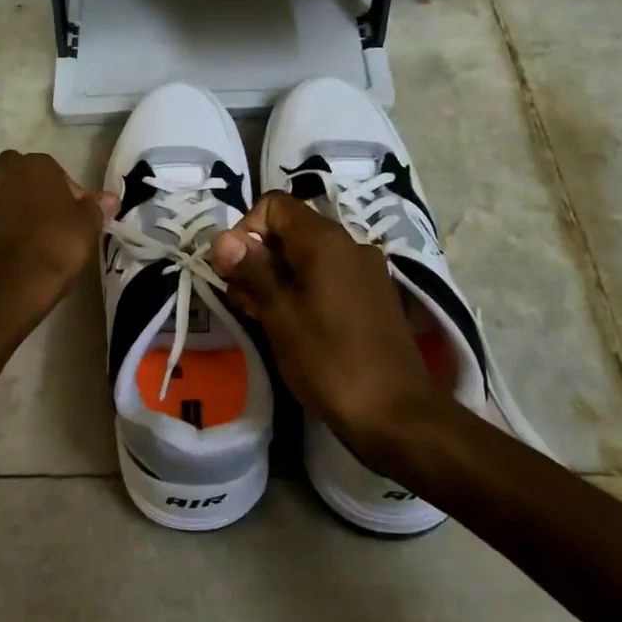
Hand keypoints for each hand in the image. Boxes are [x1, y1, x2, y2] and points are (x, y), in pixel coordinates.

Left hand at [0, 151, 116, 336]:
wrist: (19, 286)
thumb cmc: (60, 249)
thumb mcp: (89, 226)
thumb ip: (95, 206)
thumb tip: (109, 197)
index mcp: (34, 167)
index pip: (49, 168)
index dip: (58, 188)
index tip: (67, 212)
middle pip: (7, 167)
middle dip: (15, 183)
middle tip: (31, 212)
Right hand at [210, 192, 462, 466]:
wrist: (398, 416)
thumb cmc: (330, 362)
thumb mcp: (280, 315)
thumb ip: (252, 270)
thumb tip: (223, 238)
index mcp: (326, 241)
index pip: (275, 205)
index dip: (246, 230)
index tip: (235, 270)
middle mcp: (350, 245)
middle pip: (291, 230)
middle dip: (258, 256)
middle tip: (241, 298)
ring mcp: (365, 271)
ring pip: (308, 256)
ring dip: (277, 277)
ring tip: (260, 315)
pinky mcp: (372, 297)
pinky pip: (328, 277)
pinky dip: (302, 290)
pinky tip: (290, 324)